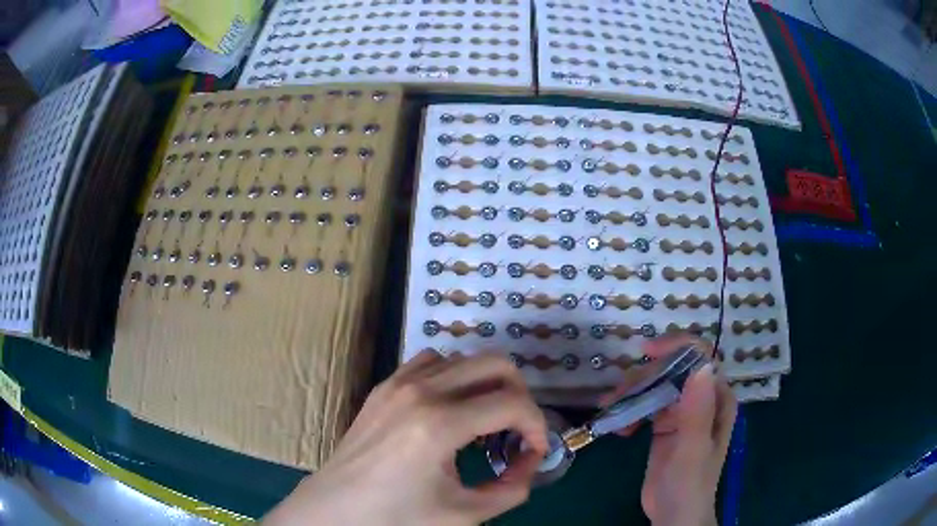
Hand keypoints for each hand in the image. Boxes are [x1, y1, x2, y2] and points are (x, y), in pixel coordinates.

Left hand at [264, 350, 547, 525]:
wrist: (336, 508)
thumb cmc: (396, 517)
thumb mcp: (463, 514)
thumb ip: (511, 489)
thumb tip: (529, 464)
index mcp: (440, 425)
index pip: (513, 405)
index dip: (537, 426)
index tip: (535, 451)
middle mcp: (421, 391)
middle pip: (495, 364)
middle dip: (519, 395)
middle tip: (517, 430)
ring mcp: (398, 383)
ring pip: (463, 358)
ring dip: (485, 384)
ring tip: (484, 421)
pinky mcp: (384, 386)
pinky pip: (430, 363)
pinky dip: (453, 377)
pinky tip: (449, 409)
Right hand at [604, 333, 736, 525]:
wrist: (673, 514)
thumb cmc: (689, 483)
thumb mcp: (693, 448)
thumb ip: (698, 410)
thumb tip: (700, 365)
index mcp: (717, 398)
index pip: (700, 358)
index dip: (676, 348)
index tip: (646, 354)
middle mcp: (702, 398)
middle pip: (673, 370)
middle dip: (645, 377)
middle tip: (618, 395)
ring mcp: (682, 411)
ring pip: (657, 385)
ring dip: (633, 393)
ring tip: (611, 412)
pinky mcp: (665, 425)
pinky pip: (647, 405)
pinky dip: (630, 410)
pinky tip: (620, 429)